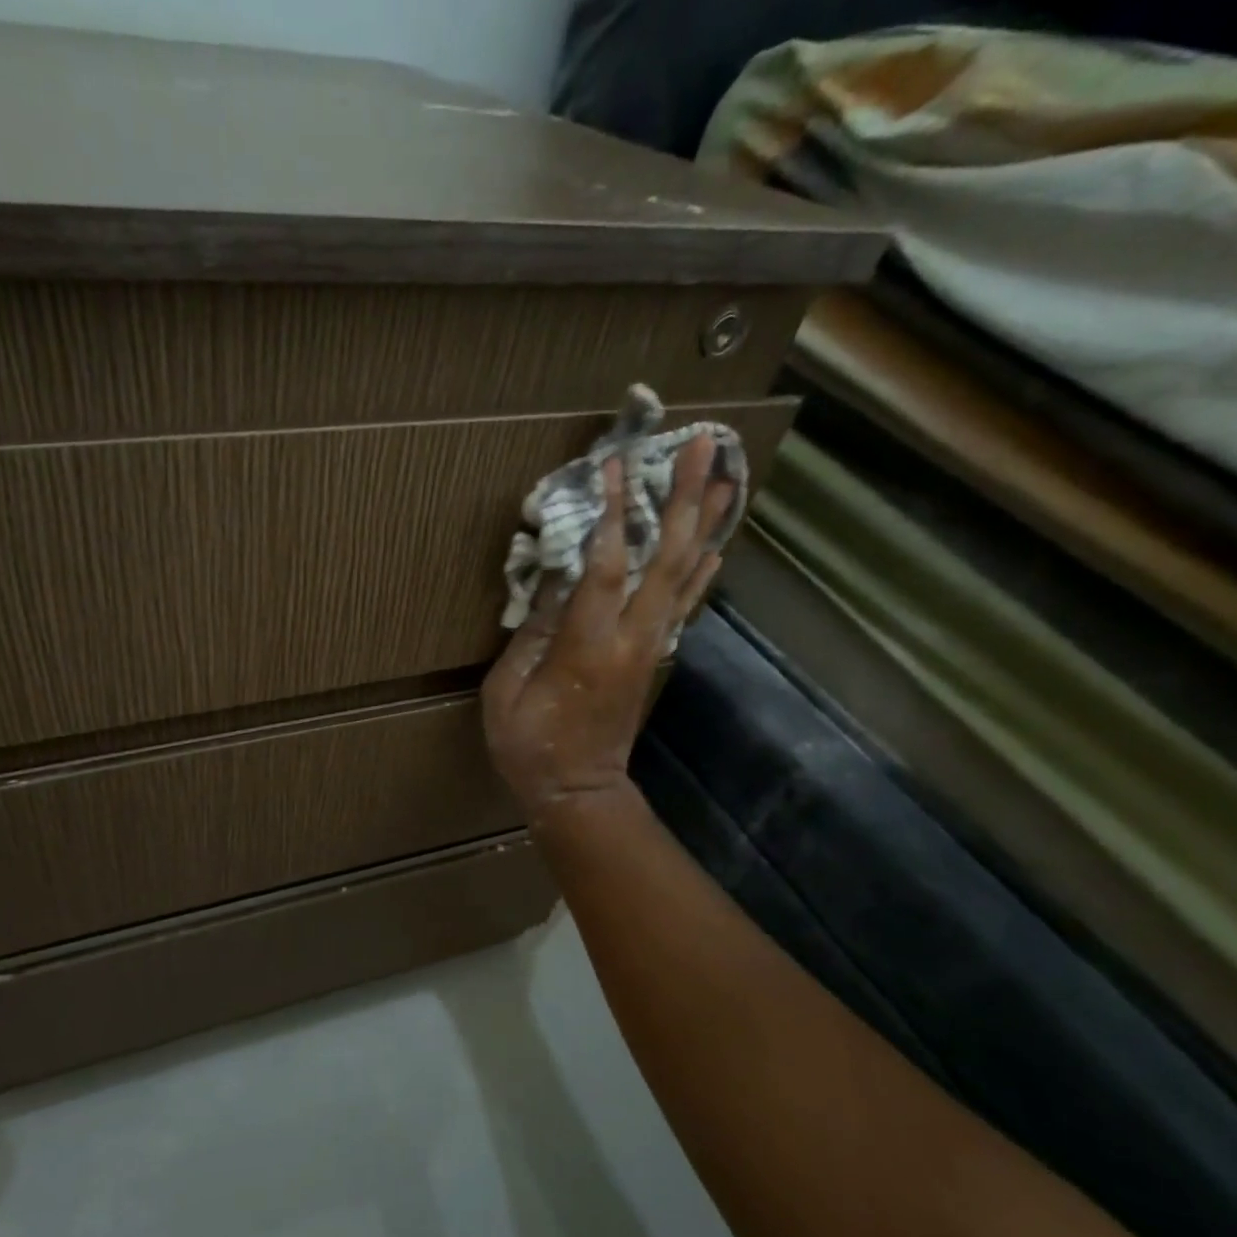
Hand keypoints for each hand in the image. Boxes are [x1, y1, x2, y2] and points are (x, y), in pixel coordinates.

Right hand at [482, 436, 733, 824]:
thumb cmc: (530, 745)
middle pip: (667, 558)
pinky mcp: (655, 657)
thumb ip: (533, 631)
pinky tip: (716, 543)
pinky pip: (685, 605)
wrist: (578, 793)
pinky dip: (703, 570)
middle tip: (706, 444)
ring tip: (728, 475)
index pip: (604, 566)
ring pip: (686, 576)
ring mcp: (651, 647)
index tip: (613, 463)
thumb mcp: (508, 690)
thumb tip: (556, 577)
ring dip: (706, 524)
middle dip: (686, 498)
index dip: (610, 512)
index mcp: (588, 646)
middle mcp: (632, 638)